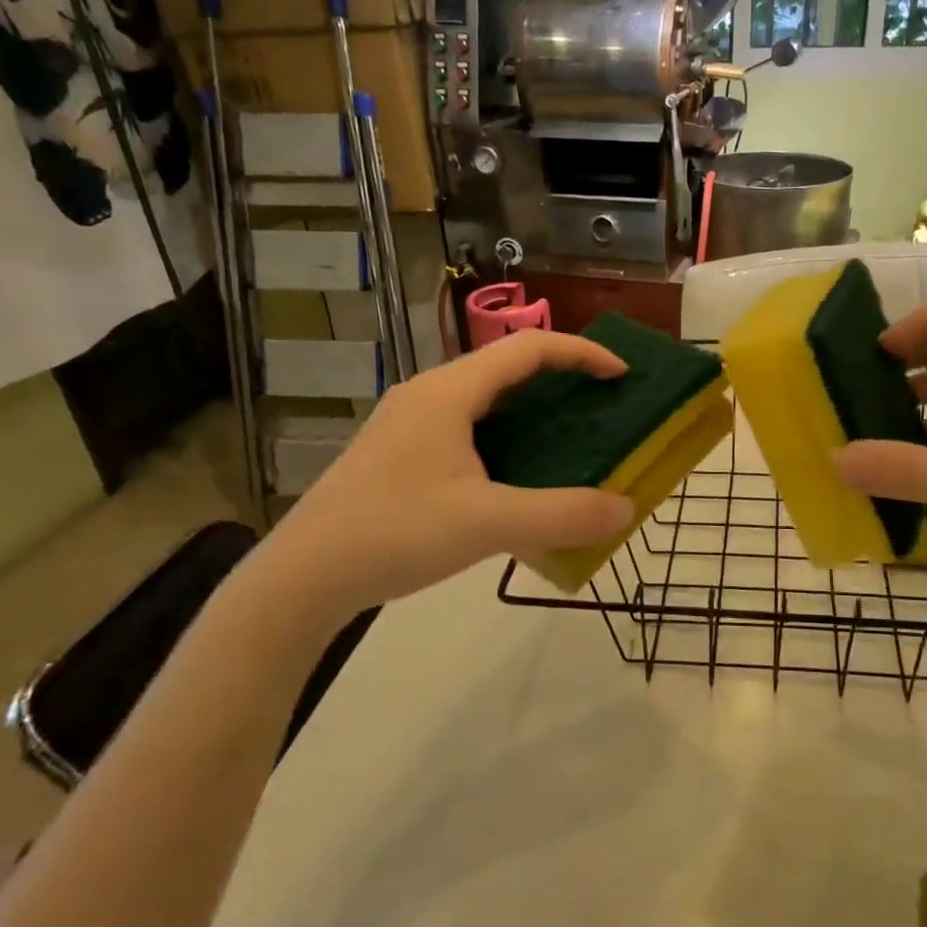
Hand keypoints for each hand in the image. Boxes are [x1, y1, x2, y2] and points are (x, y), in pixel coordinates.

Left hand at [252, 331, 635, 621]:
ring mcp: (408, 423)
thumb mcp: (487, 524)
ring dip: (531, 409)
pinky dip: (504, 436)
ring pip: (484, 399)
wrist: (301, 577)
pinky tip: (515, 476)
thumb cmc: (395, 533)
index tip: (621, 374)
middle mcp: (428, 394)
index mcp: (449, 392)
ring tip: (567, 438)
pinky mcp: (399, 453)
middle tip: (601, 406)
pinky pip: (466, 427)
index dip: (581, 353)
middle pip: (506, 367)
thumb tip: (625, 509)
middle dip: (560, 378)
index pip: (528, 348)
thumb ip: (562, 516)